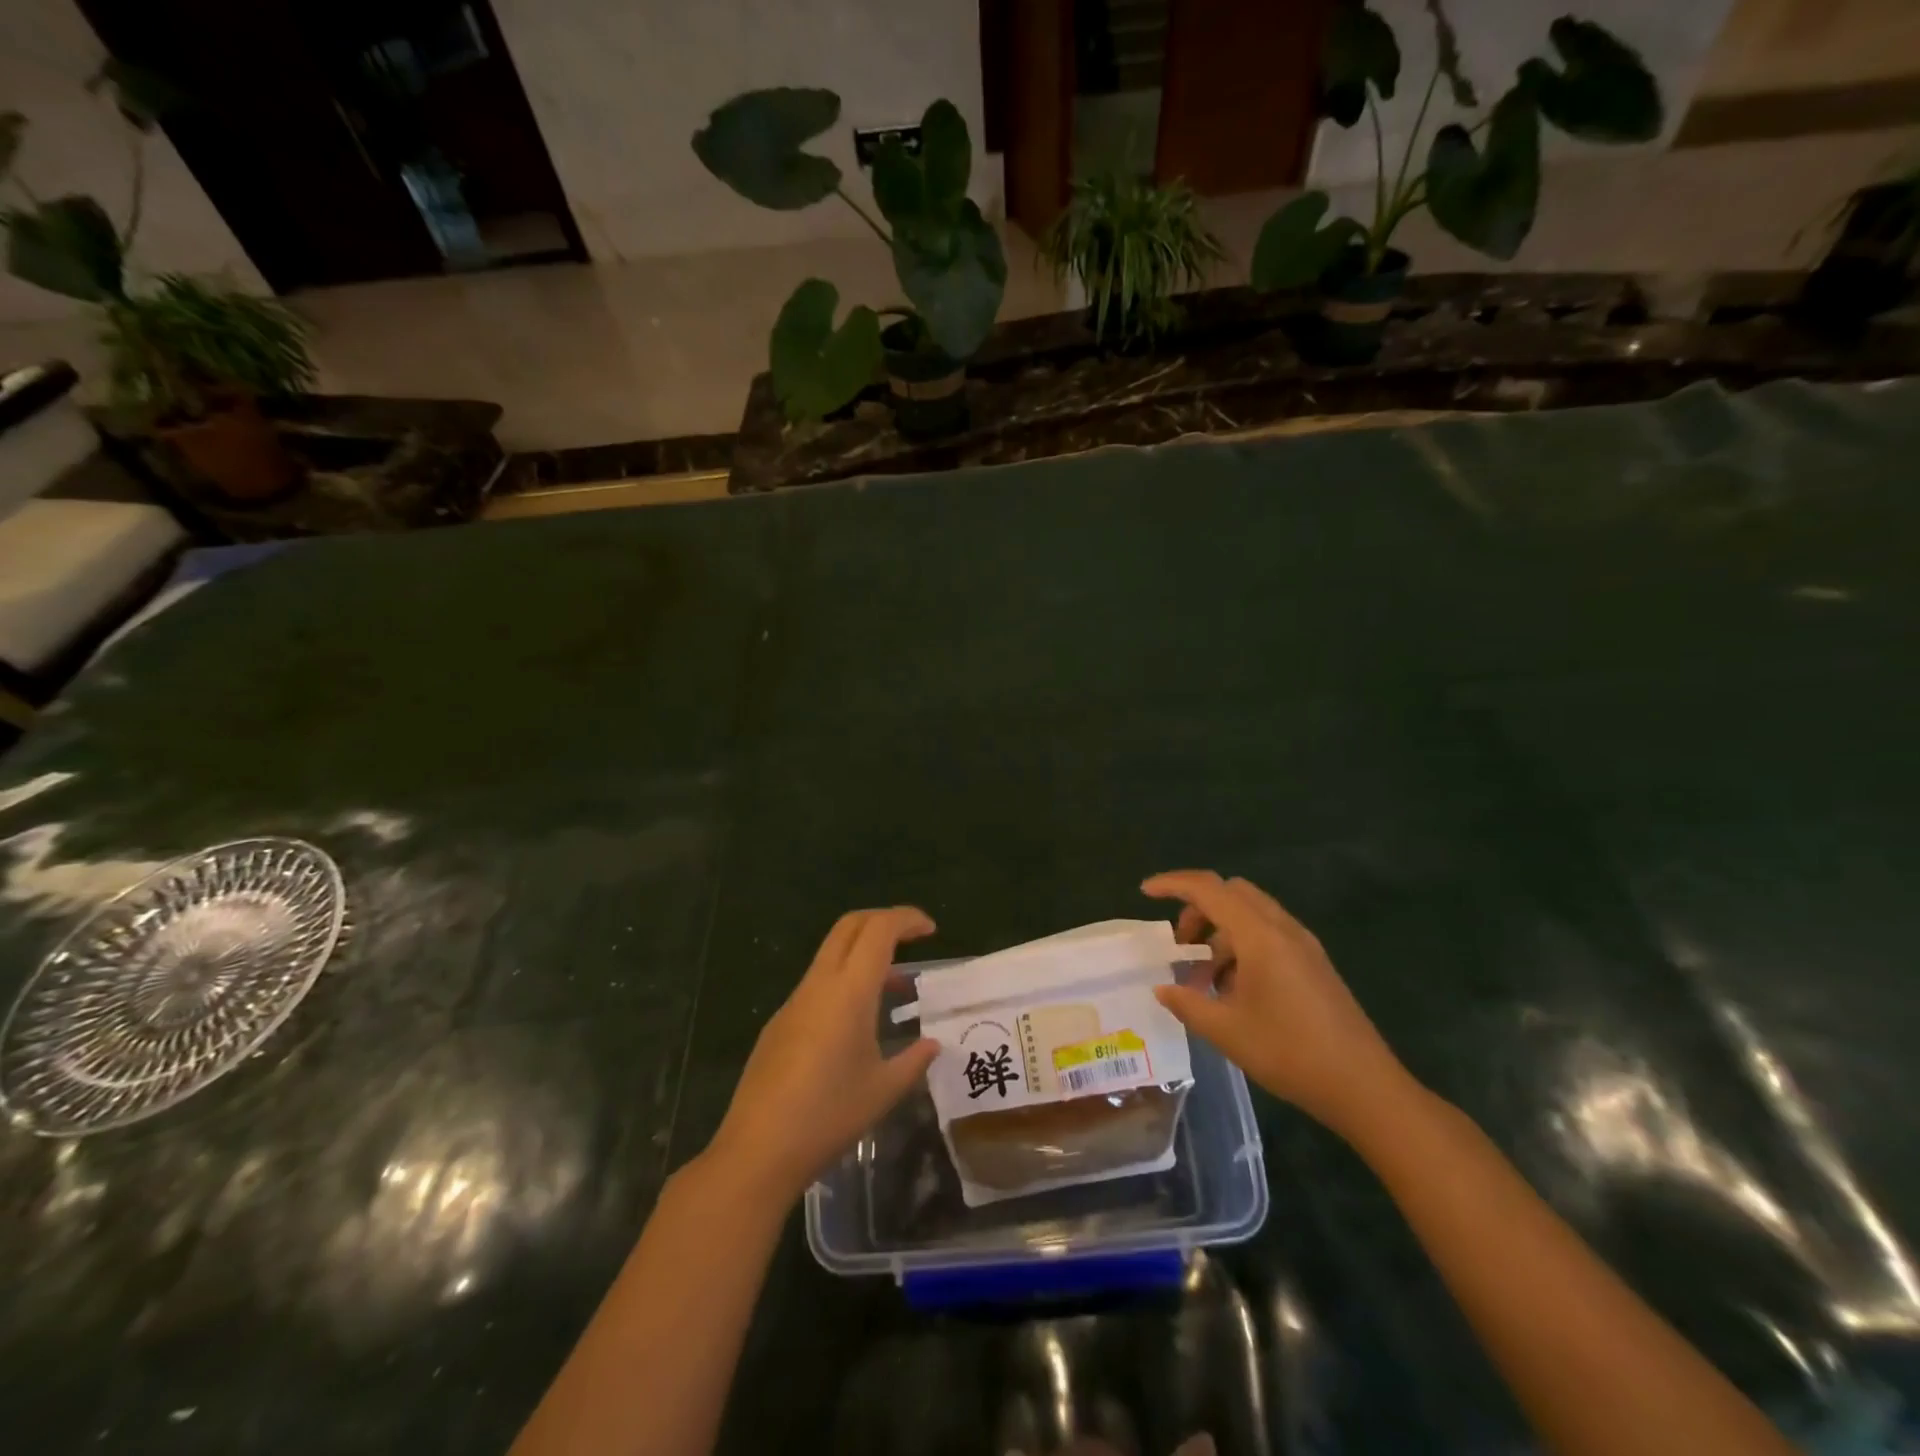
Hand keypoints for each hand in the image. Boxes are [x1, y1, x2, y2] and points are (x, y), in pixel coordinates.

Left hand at [707, 907, 939, 1203]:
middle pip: (850, 926)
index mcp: (849, 991)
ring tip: (895, 988)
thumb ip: (914, 1060)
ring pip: (832, 953)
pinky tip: (858, 1024)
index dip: (907, 919)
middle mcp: (819, 984)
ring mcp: (794, 1002)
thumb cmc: (829, 1115)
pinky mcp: (779, 1023)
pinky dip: (845, 982)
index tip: (931, 930)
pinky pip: (818, 983)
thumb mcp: (884, 1090)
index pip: (879, 929)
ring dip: (864, 954)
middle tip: (913, 939)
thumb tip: (932, 1044)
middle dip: (883, 921)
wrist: (757, 1151)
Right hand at [1144, 871, 1414, 1140]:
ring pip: (1250, 914)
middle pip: (1231, 893)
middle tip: (1180, 945)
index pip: (1209, 889)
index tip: (1145, 892)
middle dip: (1198, 909)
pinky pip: (1268, 934)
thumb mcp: (1226, 1031)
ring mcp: (1303, 944)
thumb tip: (1162, 989)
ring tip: (1204, 979)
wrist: (1365, 1087)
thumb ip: (1187, 1003)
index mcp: (1259, 936)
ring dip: (1220, 932)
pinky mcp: (1313, 963)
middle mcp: (1282, 928)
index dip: (1173, 884)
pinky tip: (1233, 989)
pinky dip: (1241, 946)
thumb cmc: (1290, 1054)